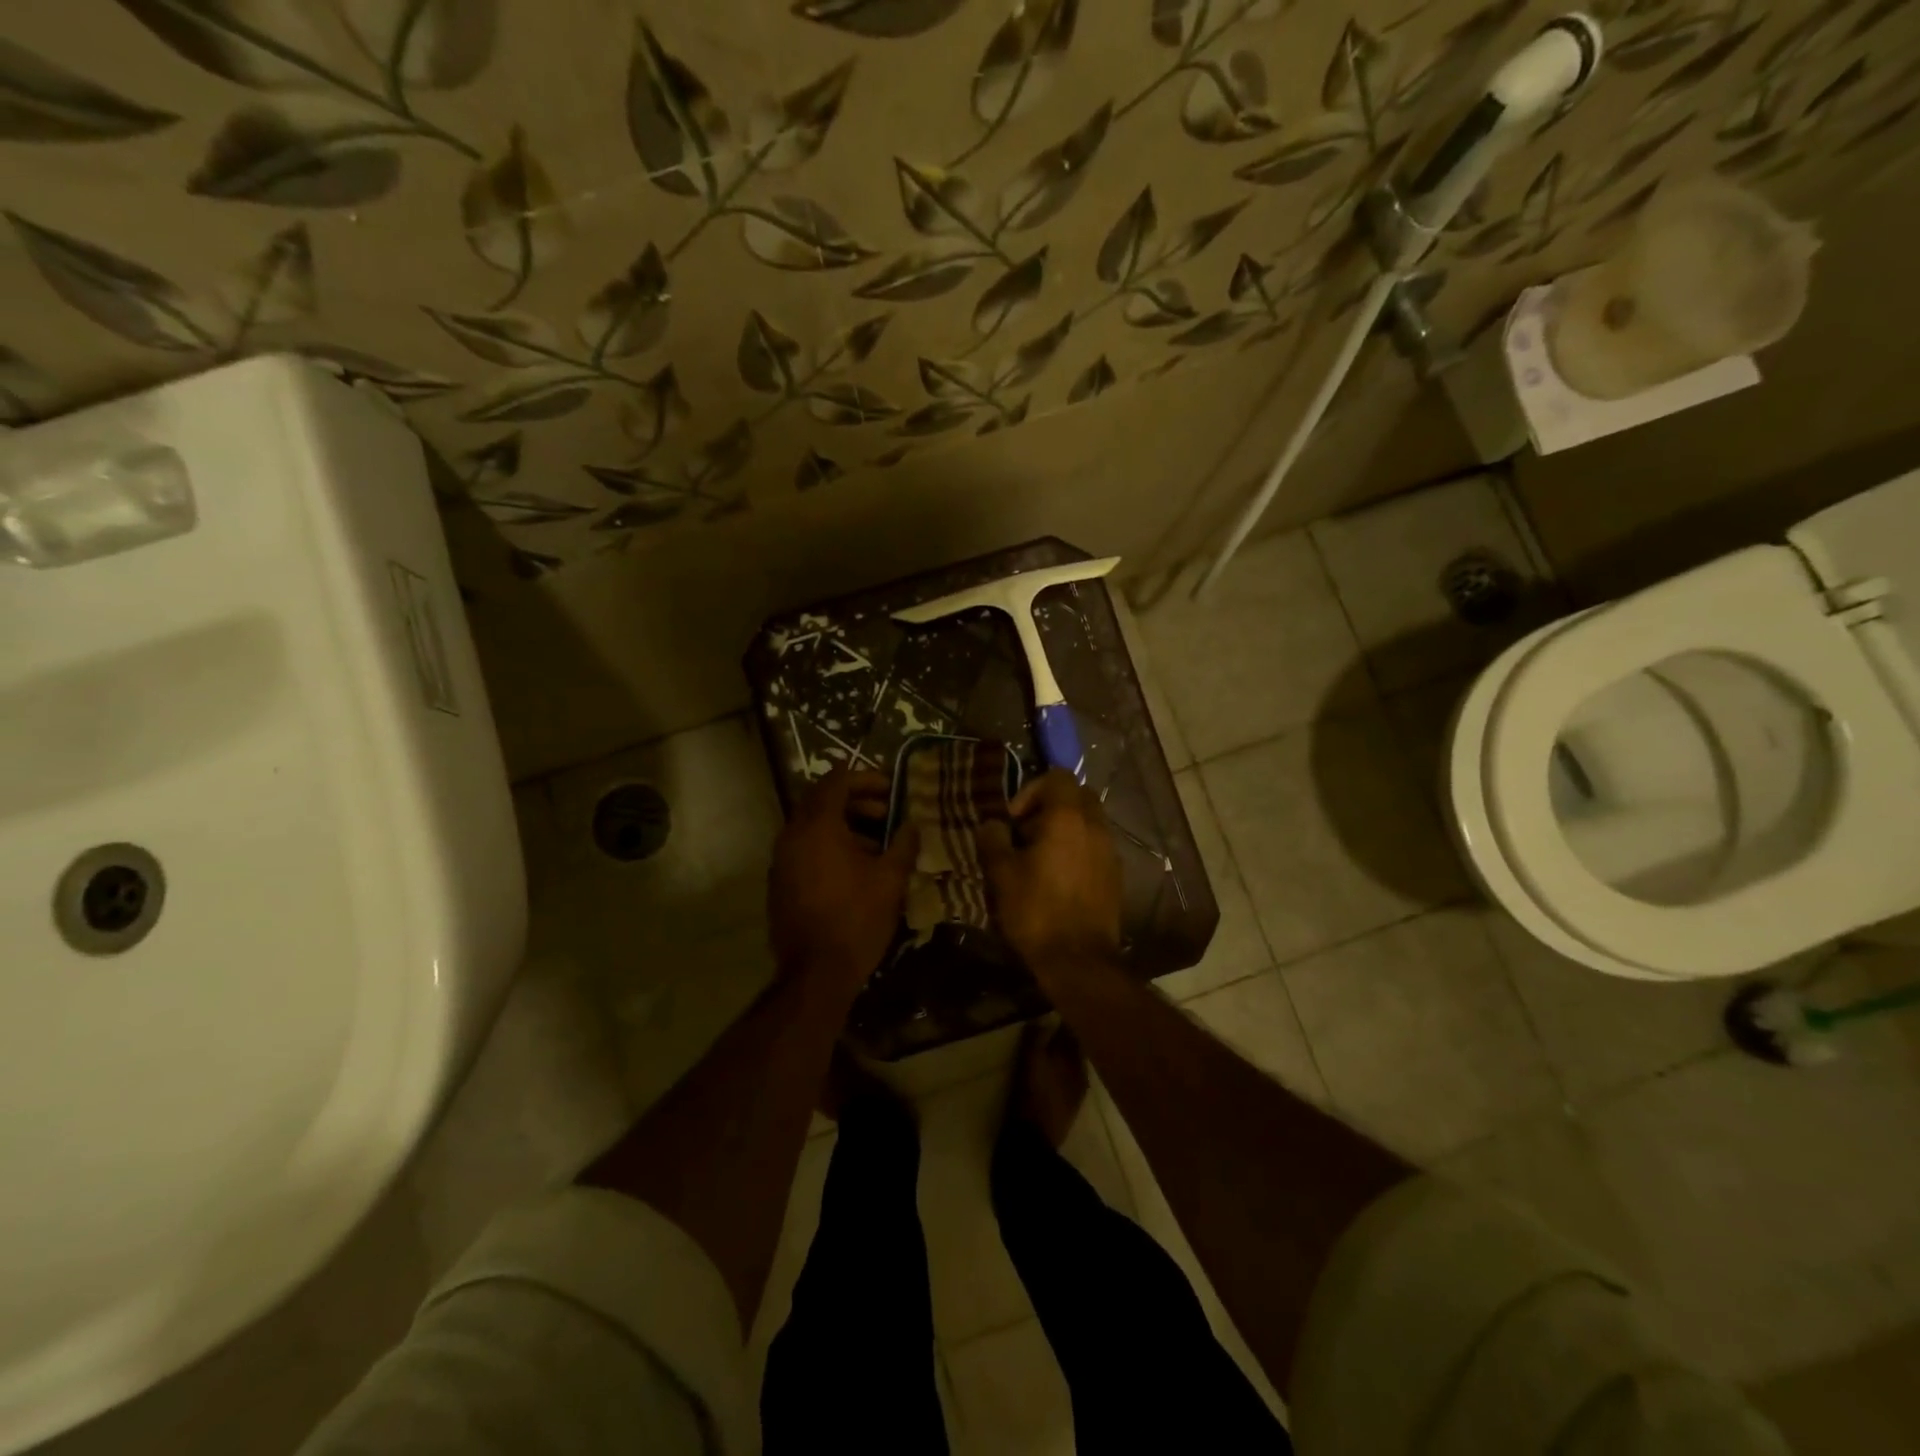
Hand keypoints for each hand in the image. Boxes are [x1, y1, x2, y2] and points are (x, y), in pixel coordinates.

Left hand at [768, 769, 917, 994]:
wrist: (815, 973)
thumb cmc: (857, 919)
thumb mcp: (890, 879)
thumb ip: (903, 844)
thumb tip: (912, 824)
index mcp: (818, 826)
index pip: (836, 781)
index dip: (865, 778)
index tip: (891, 789)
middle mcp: (793, 835)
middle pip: (822, 800)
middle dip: (856, 800)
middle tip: (887, 812)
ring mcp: (782, 859)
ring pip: (813, 826)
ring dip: (844, 825)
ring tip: (878, 843)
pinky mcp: (781, 881)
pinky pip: (805, 848)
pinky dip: (829, 845)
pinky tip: (857, 868)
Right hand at [976, 770, 1122, 979]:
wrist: (1079, 960)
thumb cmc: (1037, 911)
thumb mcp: (1002, 875)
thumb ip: (993, 840)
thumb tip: (992, 825)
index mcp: (1068, 817)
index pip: (1057, 776)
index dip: (1031, 790)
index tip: (1014, 820)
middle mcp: (1095, 826)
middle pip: (1077, 795)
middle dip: (1050, 807)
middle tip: (1026, 834)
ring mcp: (1110, 850)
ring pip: (1089, 821)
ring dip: (1064, 829)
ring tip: (1040, 859)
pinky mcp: (1115, 874)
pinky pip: (1096, 845)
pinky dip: (1078, 849)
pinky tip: (1059, 878)